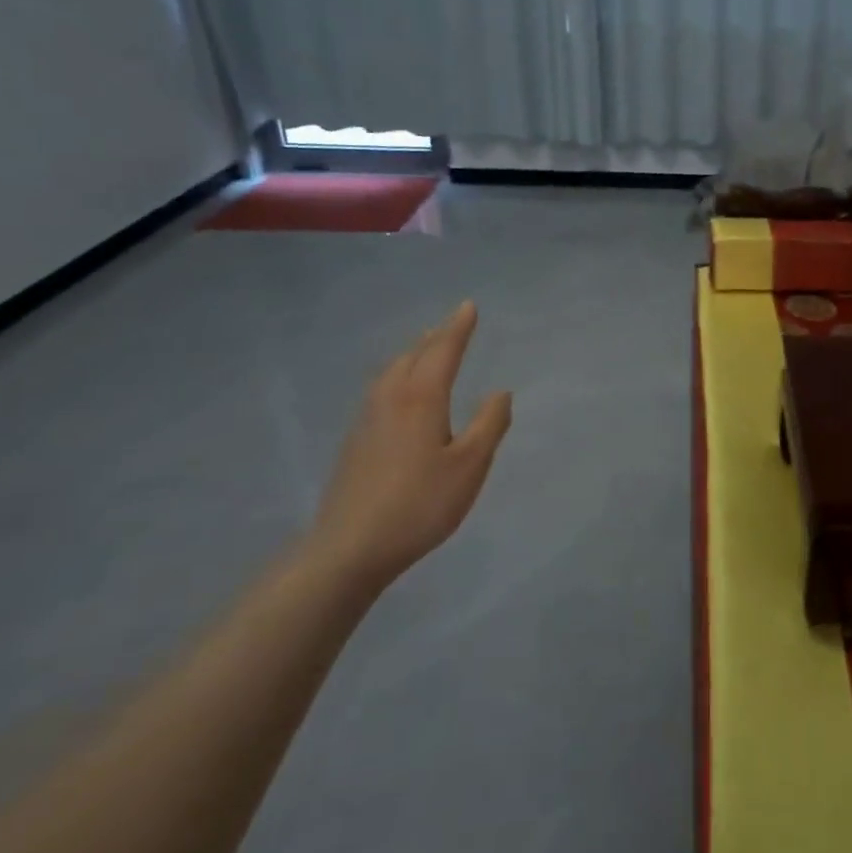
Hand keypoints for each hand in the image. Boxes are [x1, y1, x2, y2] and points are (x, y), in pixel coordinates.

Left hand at [306, 301, 511, 589]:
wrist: (351, 546)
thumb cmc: (420, 503)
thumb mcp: (470, 466)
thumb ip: (489, 424)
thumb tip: (500, 392)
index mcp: (421, 398)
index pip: (442, 351)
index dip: (458, 328)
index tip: (468, 306)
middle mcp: (391, 398)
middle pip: (413, 355)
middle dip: (435, 336)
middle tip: (451, 323)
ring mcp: (367, 418)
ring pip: (392, 371)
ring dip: (413, 353)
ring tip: (426, 348)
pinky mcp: (356, 440)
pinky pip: (381, 388)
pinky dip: (398, 374)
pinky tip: (399, 391)